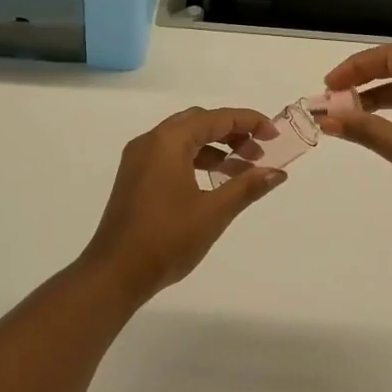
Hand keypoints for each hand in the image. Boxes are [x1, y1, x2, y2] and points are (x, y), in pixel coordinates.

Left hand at [81, 106, 285, 304]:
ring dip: (214, 147)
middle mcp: (151, 140)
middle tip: (259, 151)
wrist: (115, 273)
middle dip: (232, 132)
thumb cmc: (167, 239)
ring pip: (184, 138)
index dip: (249, 122)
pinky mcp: (134, 176)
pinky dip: (195, 159)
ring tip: (242, 169)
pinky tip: (213, 181)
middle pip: (199, 122)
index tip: (274, 135)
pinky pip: (170, 154)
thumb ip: (247, 187)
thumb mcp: (213, 212)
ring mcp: (139, 158)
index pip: (216, 118)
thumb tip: (277, 172)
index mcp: (169, 141)